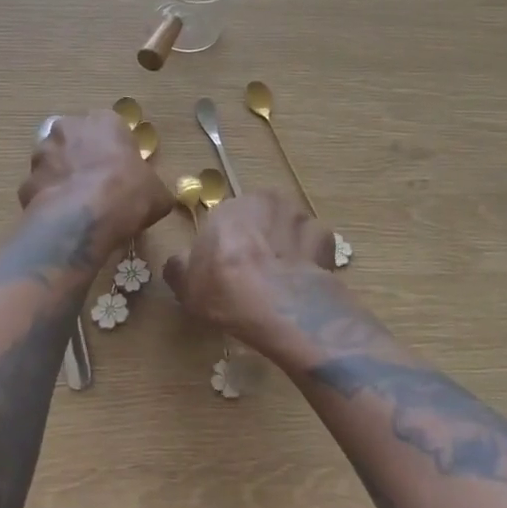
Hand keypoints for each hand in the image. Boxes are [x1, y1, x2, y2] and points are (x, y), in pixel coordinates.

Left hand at [20, 111, 172, 247]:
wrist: (82, 219)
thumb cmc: (127, 194)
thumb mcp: (157, 193)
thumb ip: (152, 187)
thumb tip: (153, 196)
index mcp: (104, 121)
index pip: (111, 129)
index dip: (117, 152)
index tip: (123, 173)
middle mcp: (69, 128)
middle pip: (78, 140)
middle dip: (85, 158)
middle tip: (99, 186)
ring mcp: (42, 153)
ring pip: (54, 162)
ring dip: (64, 177)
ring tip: (78, 206)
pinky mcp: (25, 181)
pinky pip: (41, 188)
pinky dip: (49, 200)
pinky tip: (62, 219)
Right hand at [163, 191, 335, 355]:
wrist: (280, 306)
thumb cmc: (225, 290)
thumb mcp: (185, 285)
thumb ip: (180, 266)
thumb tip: (180, 262)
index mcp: (228, 207)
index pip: (225, 222)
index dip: (226, 246)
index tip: (226, 270)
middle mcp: (265, 201)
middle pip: (260, 219)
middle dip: (258, 240)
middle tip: (254, 274)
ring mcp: (300, 217)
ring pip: (289, 229)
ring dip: (285, 246)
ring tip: (281, 279)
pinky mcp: (327, 239)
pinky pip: (315, 246)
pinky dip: (311, 259)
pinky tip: (303, 281)